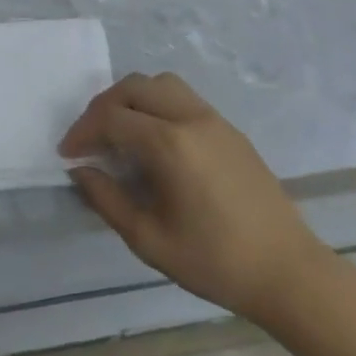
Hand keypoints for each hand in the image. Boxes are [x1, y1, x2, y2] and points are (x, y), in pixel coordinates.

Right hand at [61, 72, 333, 325]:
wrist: (287, 271)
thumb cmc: (215, 262)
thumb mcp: (150, 240)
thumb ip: (108, 200)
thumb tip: (81, 171)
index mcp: (169, 143)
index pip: (111, 118)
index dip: (82, 132)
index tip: (67, 154)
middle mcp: (189, 117)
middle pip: (133, 87)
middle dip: (103, 106)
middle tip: (89, 138)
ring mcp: (213, 118)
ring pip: (160, 83)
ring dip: (131, 98)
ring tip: (119, 131)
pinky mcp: (228, 128)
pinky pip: (182, 97)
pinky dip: (156, 103)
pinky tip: (153, 139)